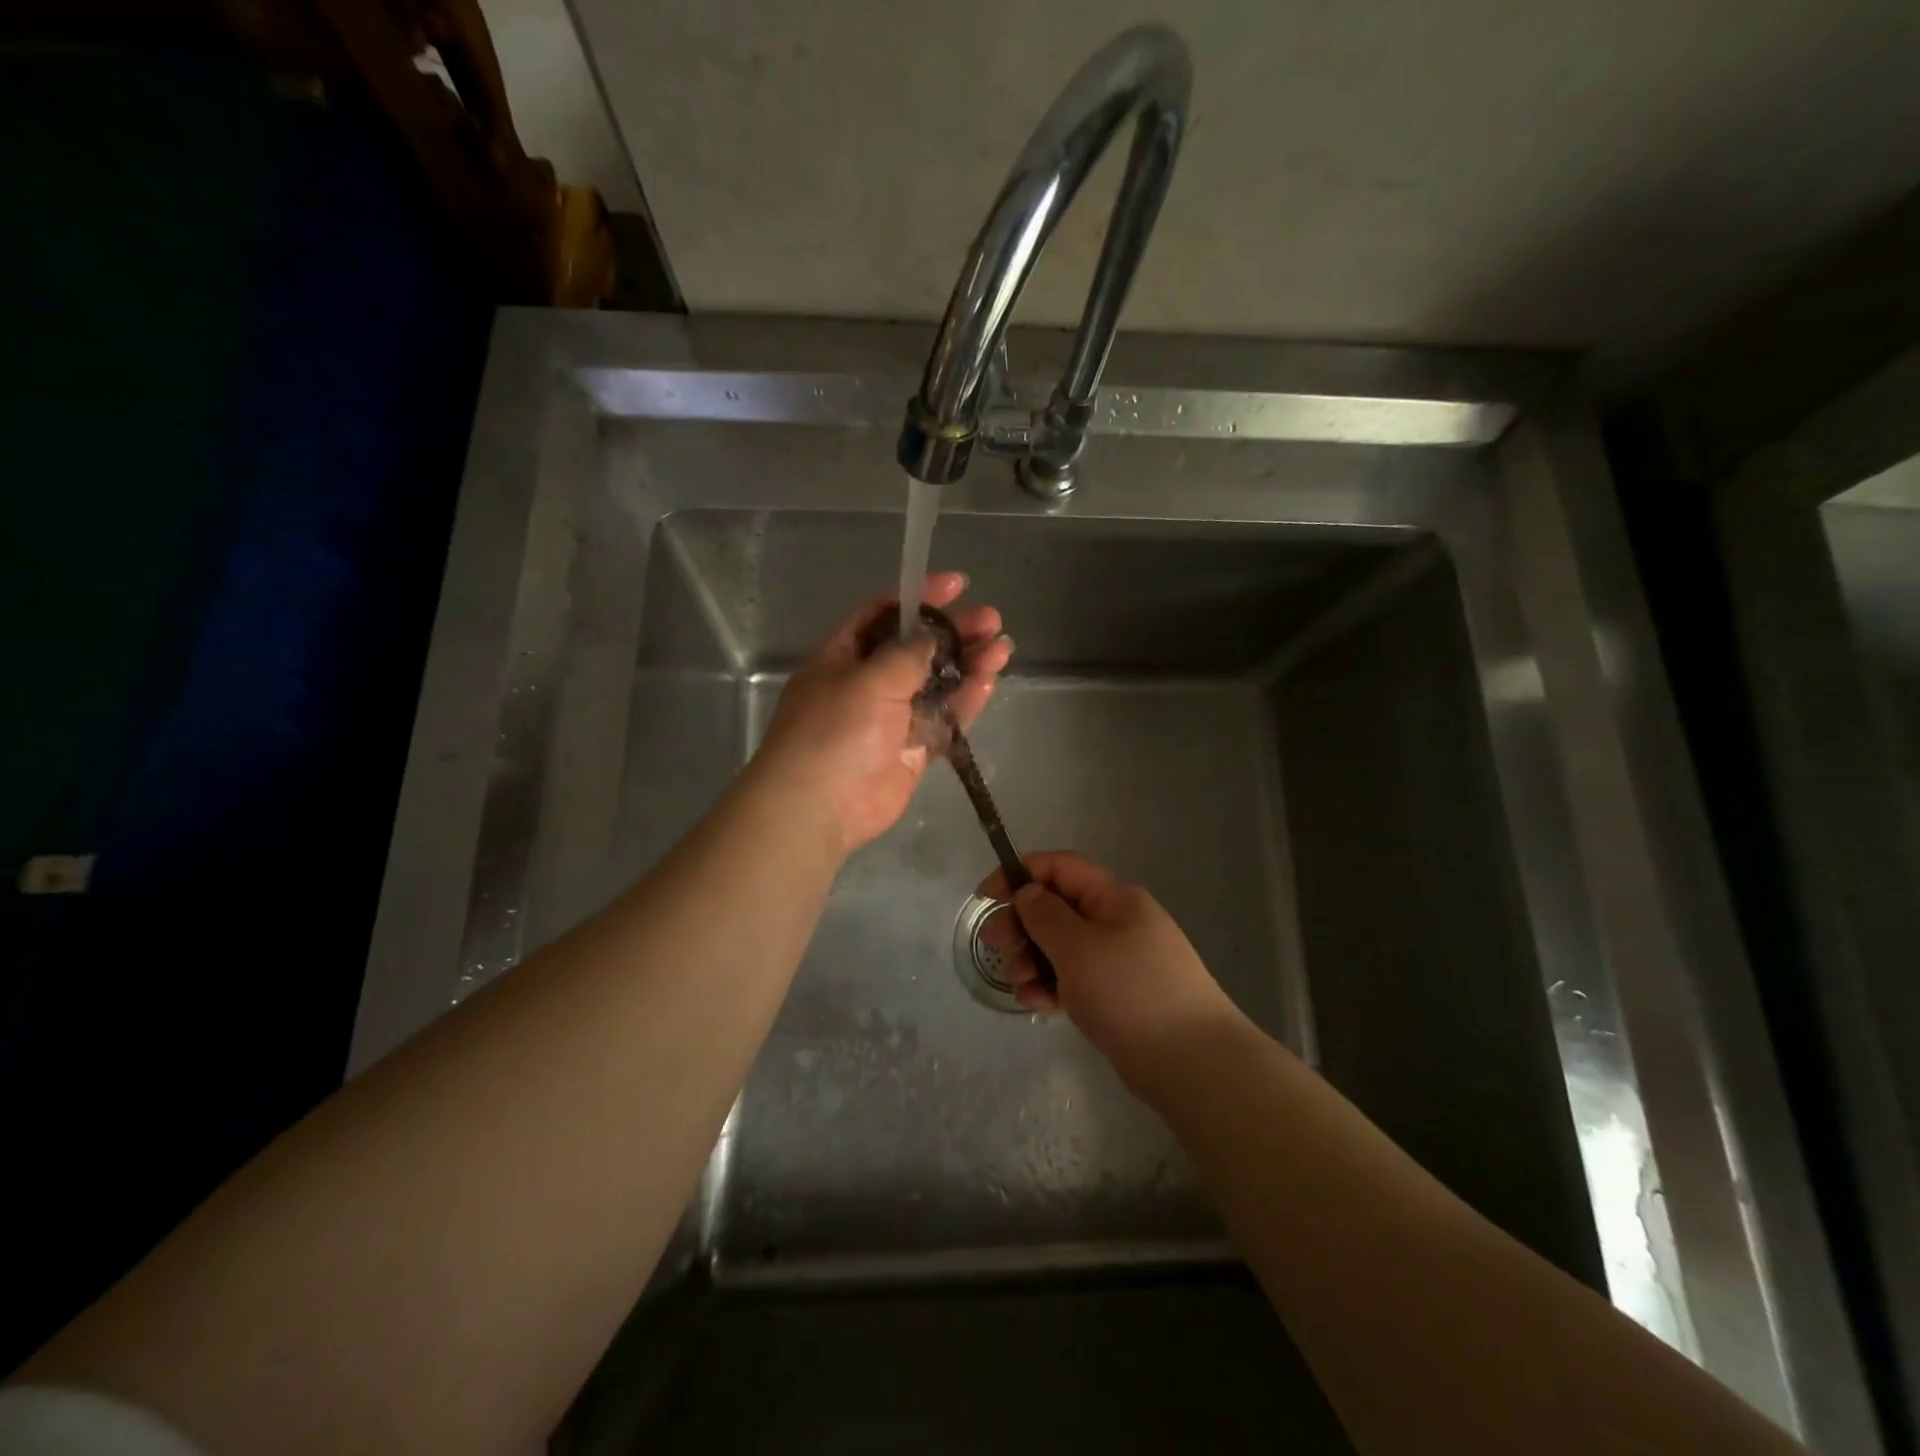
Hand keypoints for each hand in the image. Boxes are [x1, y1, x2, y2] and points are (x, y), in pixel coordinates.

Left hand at [753, 572, 1012, 853]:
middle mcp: (868, 682)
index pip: (884, 613)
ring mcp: (892, 718)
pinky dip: (966, 701)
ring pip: (937, 683)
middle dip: (955, 632)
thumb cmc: (834, 731)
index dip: (920, 596)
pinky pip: (944, 719)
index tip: (959, 585)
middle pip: (918, 648)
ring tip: (1003, 648)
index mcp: (844, 656)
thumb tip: (933, 637)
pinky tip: (989, 681)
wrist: (820, 807)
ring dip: (969, 664)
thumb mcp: (868, 679)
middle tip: (992, 621)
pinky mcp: (913, 749)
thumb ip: (906, 654)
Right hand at [978, 852, 1243, 1090]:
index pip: (1059, 868)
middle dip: (1022, 923)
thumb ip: (1045, 915)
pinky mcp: (1119, 995)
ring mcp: (1120, 960)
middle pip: (1058, 908)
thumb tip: (1027, 892)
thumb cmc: (1130, 991)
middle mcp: (1118, 921)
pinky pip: (1076, 979)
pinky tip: (1038, 1005)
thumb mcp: (1077, 947)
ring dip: (1034, 959)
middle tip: (996, 945)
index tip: (986, 897)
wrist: (1192, 1062)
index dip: (1019, 874)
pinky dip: (1053, 986)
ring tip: (1022, 984)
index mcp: (1114, 898)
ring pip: (1063, 946)